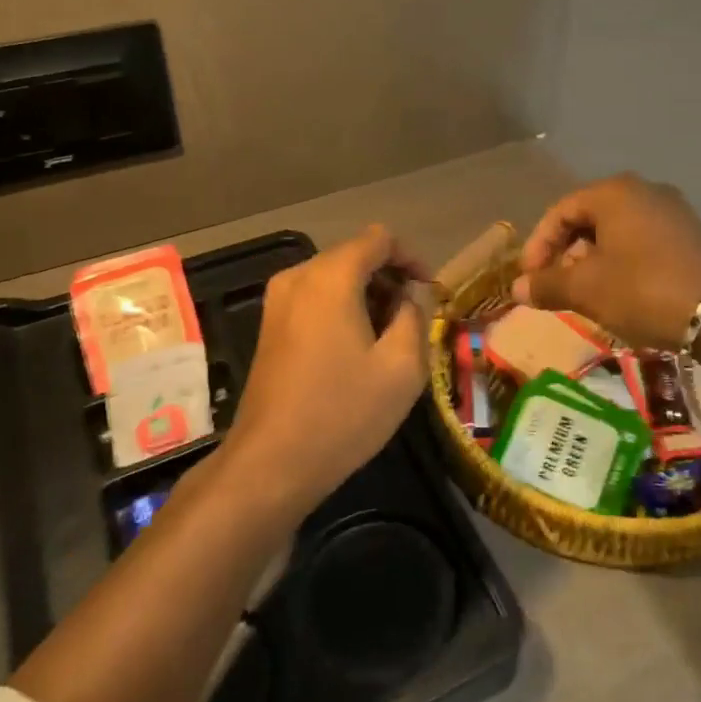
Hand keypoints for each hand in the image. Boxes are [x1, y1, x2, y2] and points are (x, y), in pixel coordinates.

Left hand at [222, 226, 430, 517]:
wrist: (270, 463)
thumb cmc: (343, 412)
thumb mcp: (401, 366)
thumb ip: (415, 316)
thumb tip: (411, 296)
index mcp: (332, 276)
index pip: (380, 239)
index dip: (411, 257)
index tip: (430, 291)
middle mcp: (299, 276)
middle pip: (354, 255)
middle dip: (389, 279)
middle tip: (415, 319)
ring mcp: (278, 301)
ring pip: (334, 278)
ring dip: (367, 295)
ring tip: (390, 338)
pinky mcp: (270, 326)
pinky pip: (315, 299)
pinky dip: (342, 309)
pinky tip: (357, 349)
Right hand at [512, 174, 700, 349]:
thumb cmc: (643, 291)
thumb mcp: (587, 290)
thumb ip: (547, 284)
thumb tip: (517, 289)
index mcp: (614, 193)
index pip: (560, 211)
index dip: (538, 246)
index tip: (530, 279)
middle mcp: (645, 191)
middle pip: (589, 219)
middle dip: (567, 254)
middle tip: (558, 287)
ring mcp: (674, 212)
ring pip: (617, 232)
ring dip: (594, 262)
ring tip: (588, 295)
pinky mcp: (693, 236)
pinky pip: (643, 242)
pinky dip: (623, 264)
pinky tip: (623, 295)